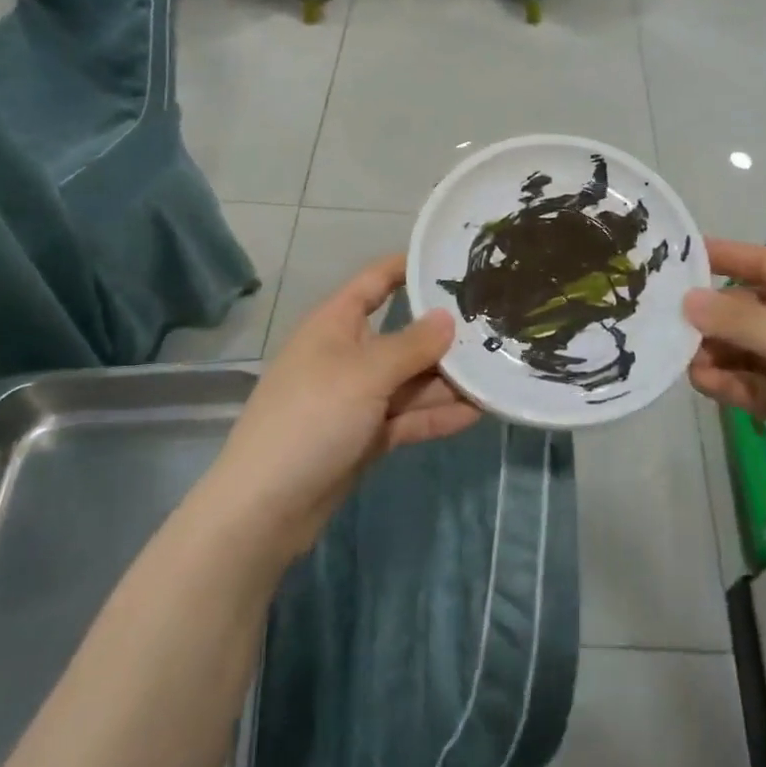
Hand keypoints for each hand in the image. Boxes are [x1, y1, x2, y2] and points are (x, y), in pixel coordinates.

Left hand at [211, 255, 480, 560]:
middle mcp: (349, 354)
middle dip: (445, 334)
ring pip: (412, 380)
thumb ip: (412, 345)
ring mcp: (358, 398)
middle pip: (404, 335)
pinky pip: (409, 417)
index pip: (375, 282)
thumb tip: (448, 317)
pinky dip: (437, 415)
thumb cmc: (312, 418)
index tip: (453, 259)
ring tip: (499, 372)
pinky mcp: (366, 436)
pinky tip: (478, 412)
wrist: (266, 507)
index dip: (408, 267)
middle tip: (497, 326)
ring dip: (450, 380)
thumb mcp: (365, 373)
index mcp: (336, 324)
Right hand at [682, 239, 765, 521]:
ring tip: (684, 358)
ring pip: (744, 348)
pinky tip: (700, 381)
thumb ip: (738, 319)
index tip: (682, 253)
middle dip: (714, 315)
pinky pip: (748, 382)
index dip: (728, 256)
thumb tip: (687, 301)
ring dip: (715, 351)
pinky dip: (725, 381)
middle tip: (671, 319)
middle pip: (750, 309)